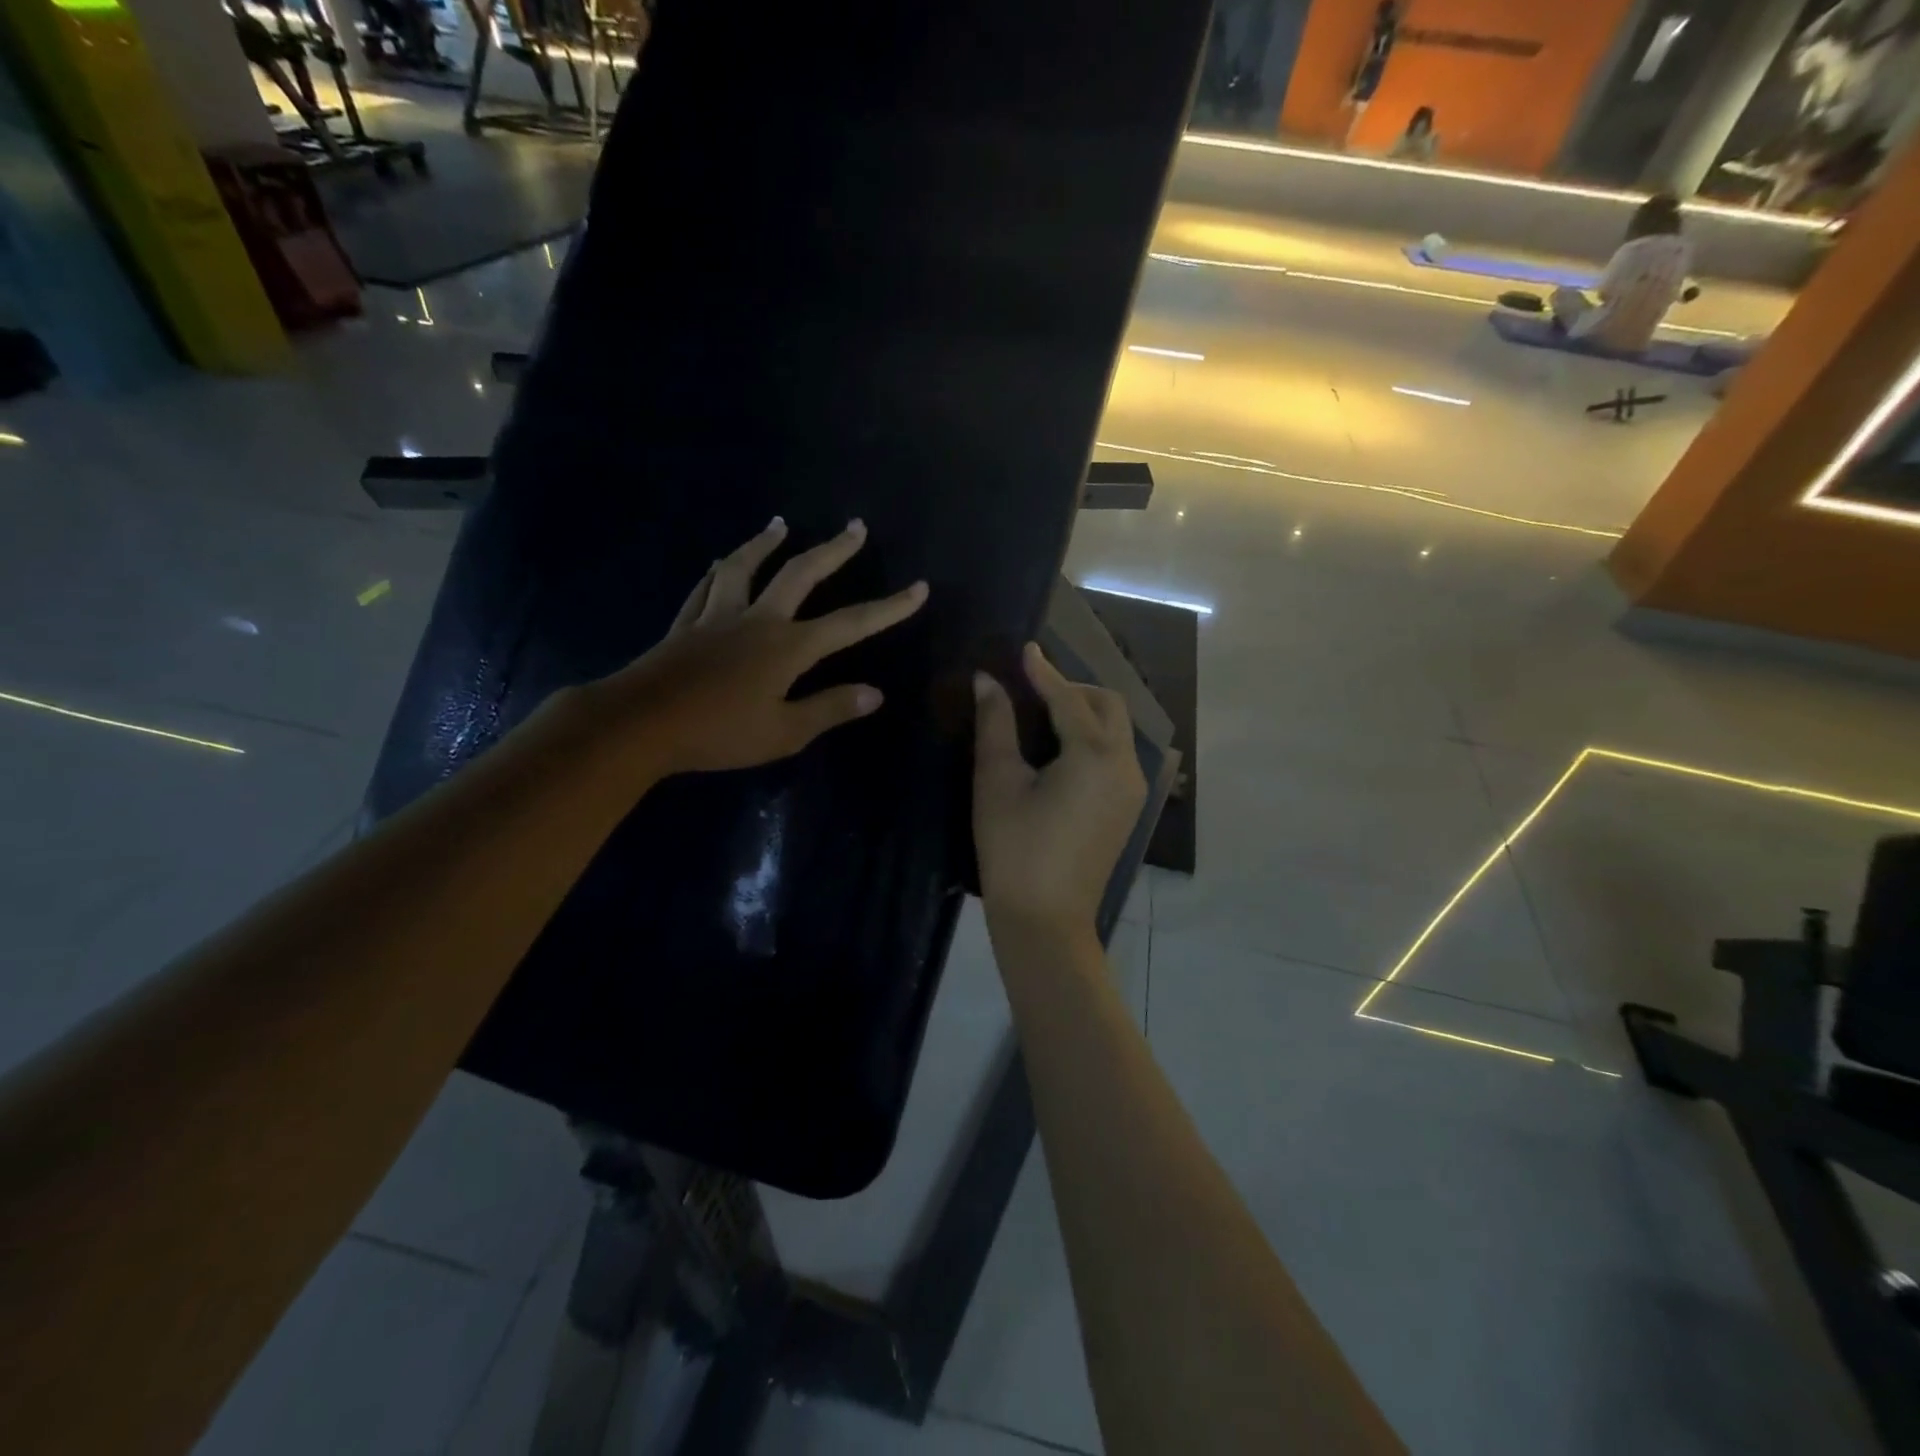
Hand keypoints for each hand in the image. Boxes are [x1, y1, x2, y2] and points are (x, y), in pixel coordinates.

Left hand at [593, 517, 926, 774]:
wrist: (641, 724)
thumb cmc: (719, 732)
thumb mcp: (784, 731)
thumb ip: (830, 709)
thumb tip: (876, 693)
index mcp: (788, 647)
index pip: (851, 623)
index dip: (889, 607)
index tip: (919, 588)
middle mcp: (757, 619)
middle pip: (800, 574)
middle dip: (832, 550)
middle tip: (855, 526)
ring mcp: (718, 616)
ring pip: (744, 567)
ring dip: (765, 543)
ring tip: (780, 523)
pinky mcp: (686, 624)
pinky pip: (706, 587)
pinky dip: (718, 570)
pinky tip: (720, 562)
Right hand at [973, 643, 1145, 936]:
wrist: (1045, 920)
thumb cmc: (1014, 849)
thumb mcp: (997, 782)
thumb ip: (996, 725)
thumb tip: (987, 681)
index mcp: (1094, 756)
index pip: (1069, 698)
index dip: (1043, 672)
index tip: (1024, 649)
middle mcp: (1124, 766)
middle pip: (1108, 706)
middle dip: (1073, 689)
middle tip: (1033, 689)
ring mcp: (1133, 789)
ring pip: (1117, 730)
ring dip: (1086, 712)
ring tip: (1043, 716)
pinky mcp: (1128, 808)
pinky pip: (1116, 755)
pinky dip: (1093, 739)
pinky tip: (1061, 750)